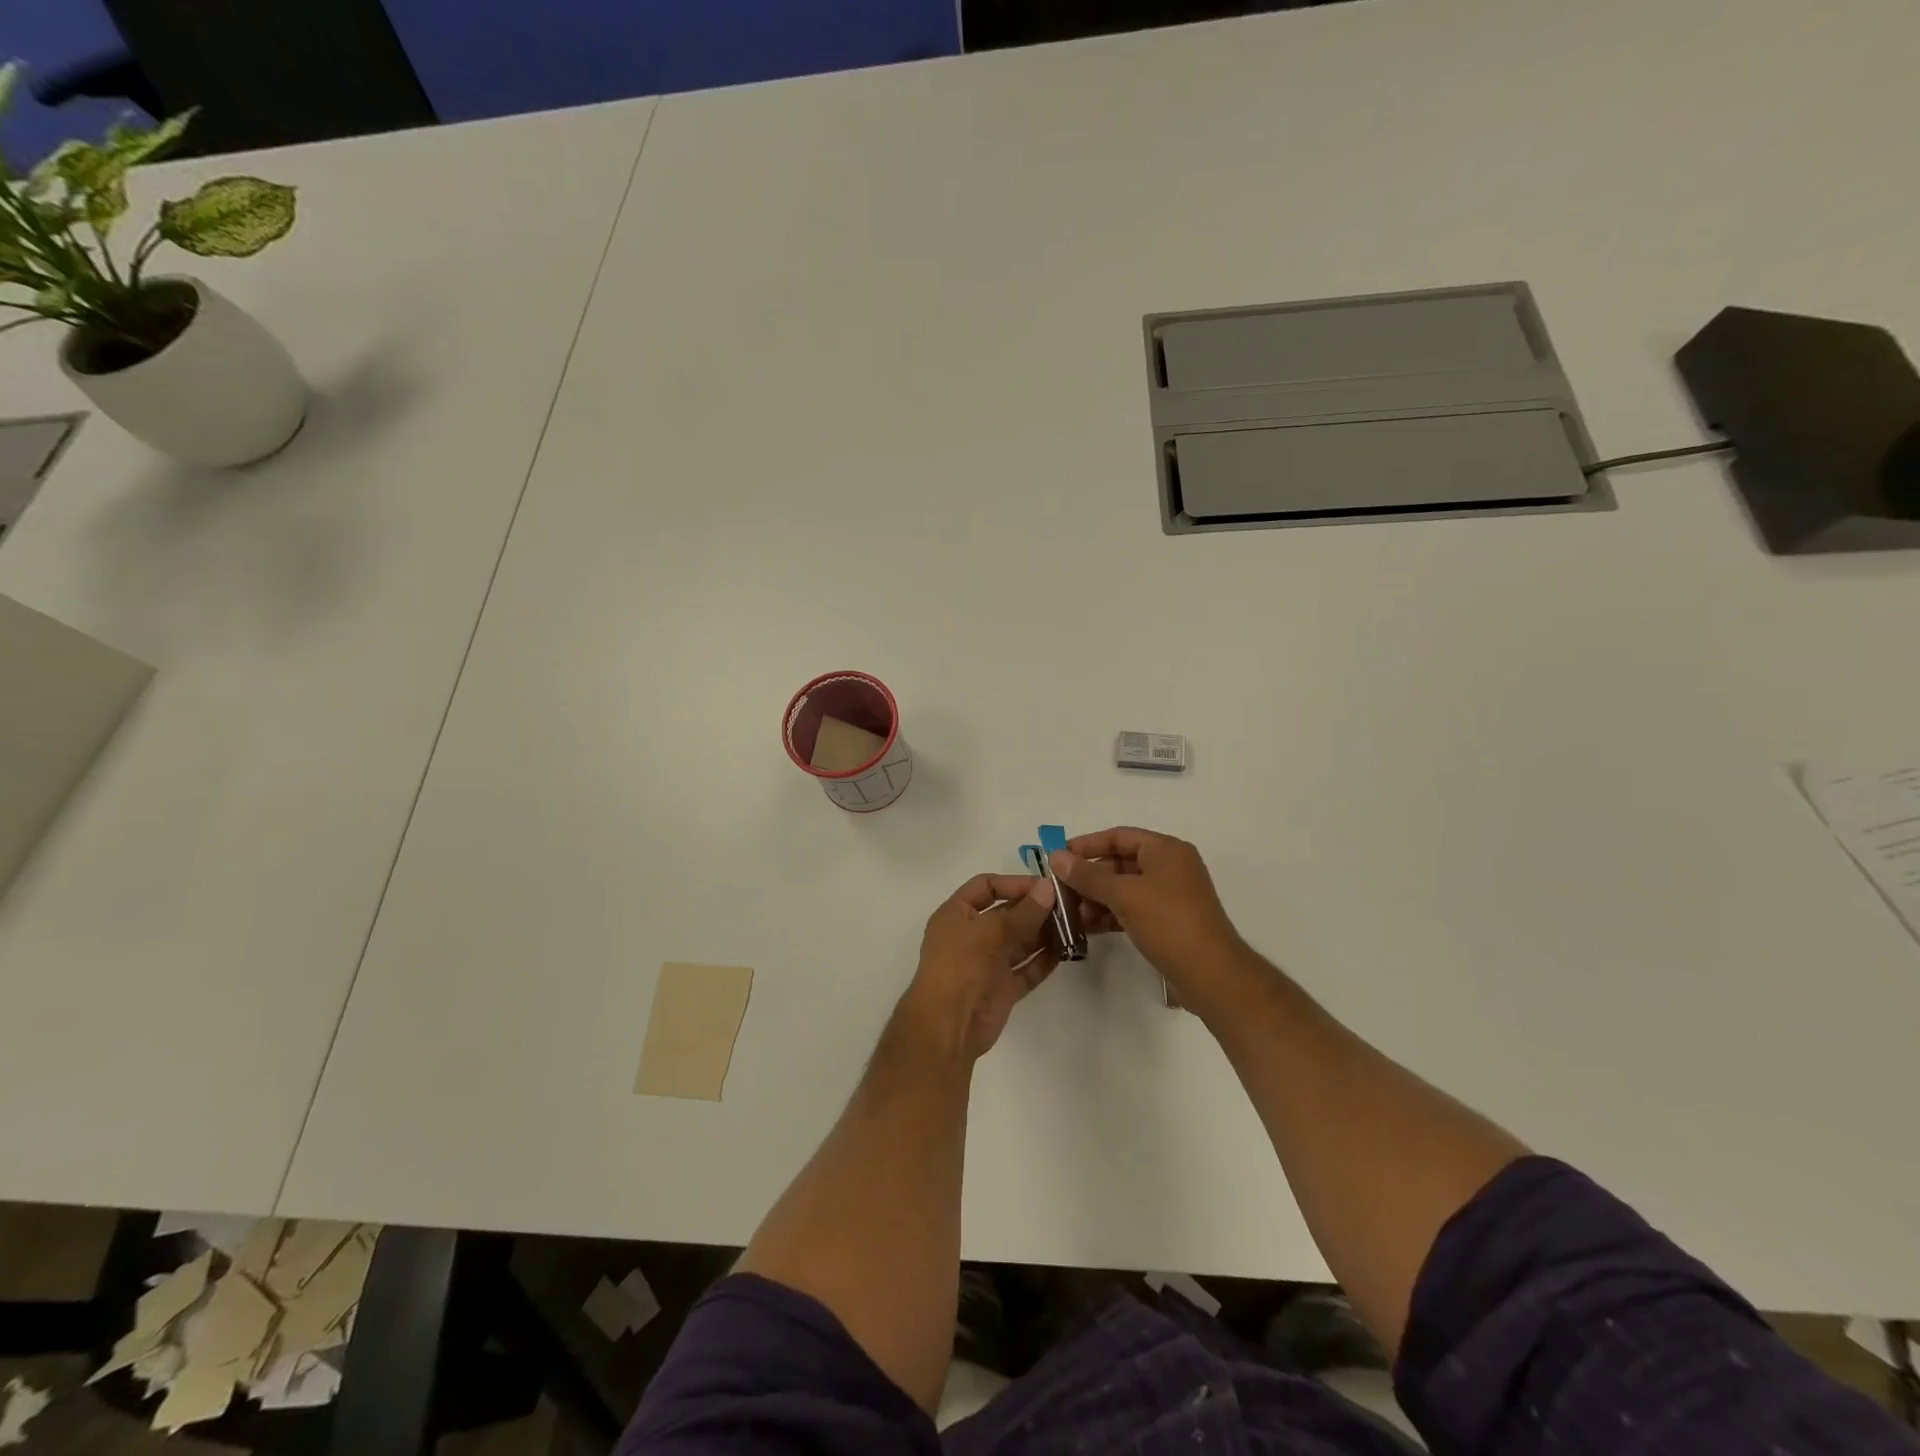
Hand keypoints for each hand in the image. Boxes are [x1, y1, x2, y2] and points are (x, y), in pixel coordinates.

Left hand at [897, 873, 1060, 1061]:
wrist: (947, 1027)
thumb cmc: (960, 967)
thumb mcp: (989, 932)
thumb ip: (1023, 912)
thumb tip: (1049, 888)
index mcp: (956, 915)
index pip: (986, 887)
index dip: (1014, 883)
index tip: (1046, 886)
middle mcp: (971, 935)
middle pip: (1007, 914)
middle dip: (1035, 908)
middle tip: (1070, 905)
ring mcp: (988, 963)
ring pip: (1020, 942)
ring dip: (1044, 933)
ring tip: (1075, 925)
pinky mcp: (1003, 988)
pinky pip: (1027, 968)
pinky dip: (1045, 959)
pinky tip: (1068, 950)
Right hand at [1049, 828, 1246, 1000]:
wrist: (1211, 975)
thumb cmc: (1169, 923)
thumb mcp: (1124, 895)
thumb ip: (1088, 875)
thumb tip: (1057, 857)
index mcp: (1166, 850)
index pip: (1119, 836)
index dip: (1087, 844)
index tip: (1057, 856)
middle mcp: (1170, 867)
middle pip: (1120, 862)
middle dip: (1089, 875)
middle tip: (1058, 888)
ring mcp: (1170, 896)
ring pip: (1124, 888)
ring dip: (1096, 898)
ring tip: (1069, 912)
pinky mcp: (1167, 922)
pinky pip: (1131, 909)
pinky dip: (1110, 915)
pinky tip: (1087, 927)